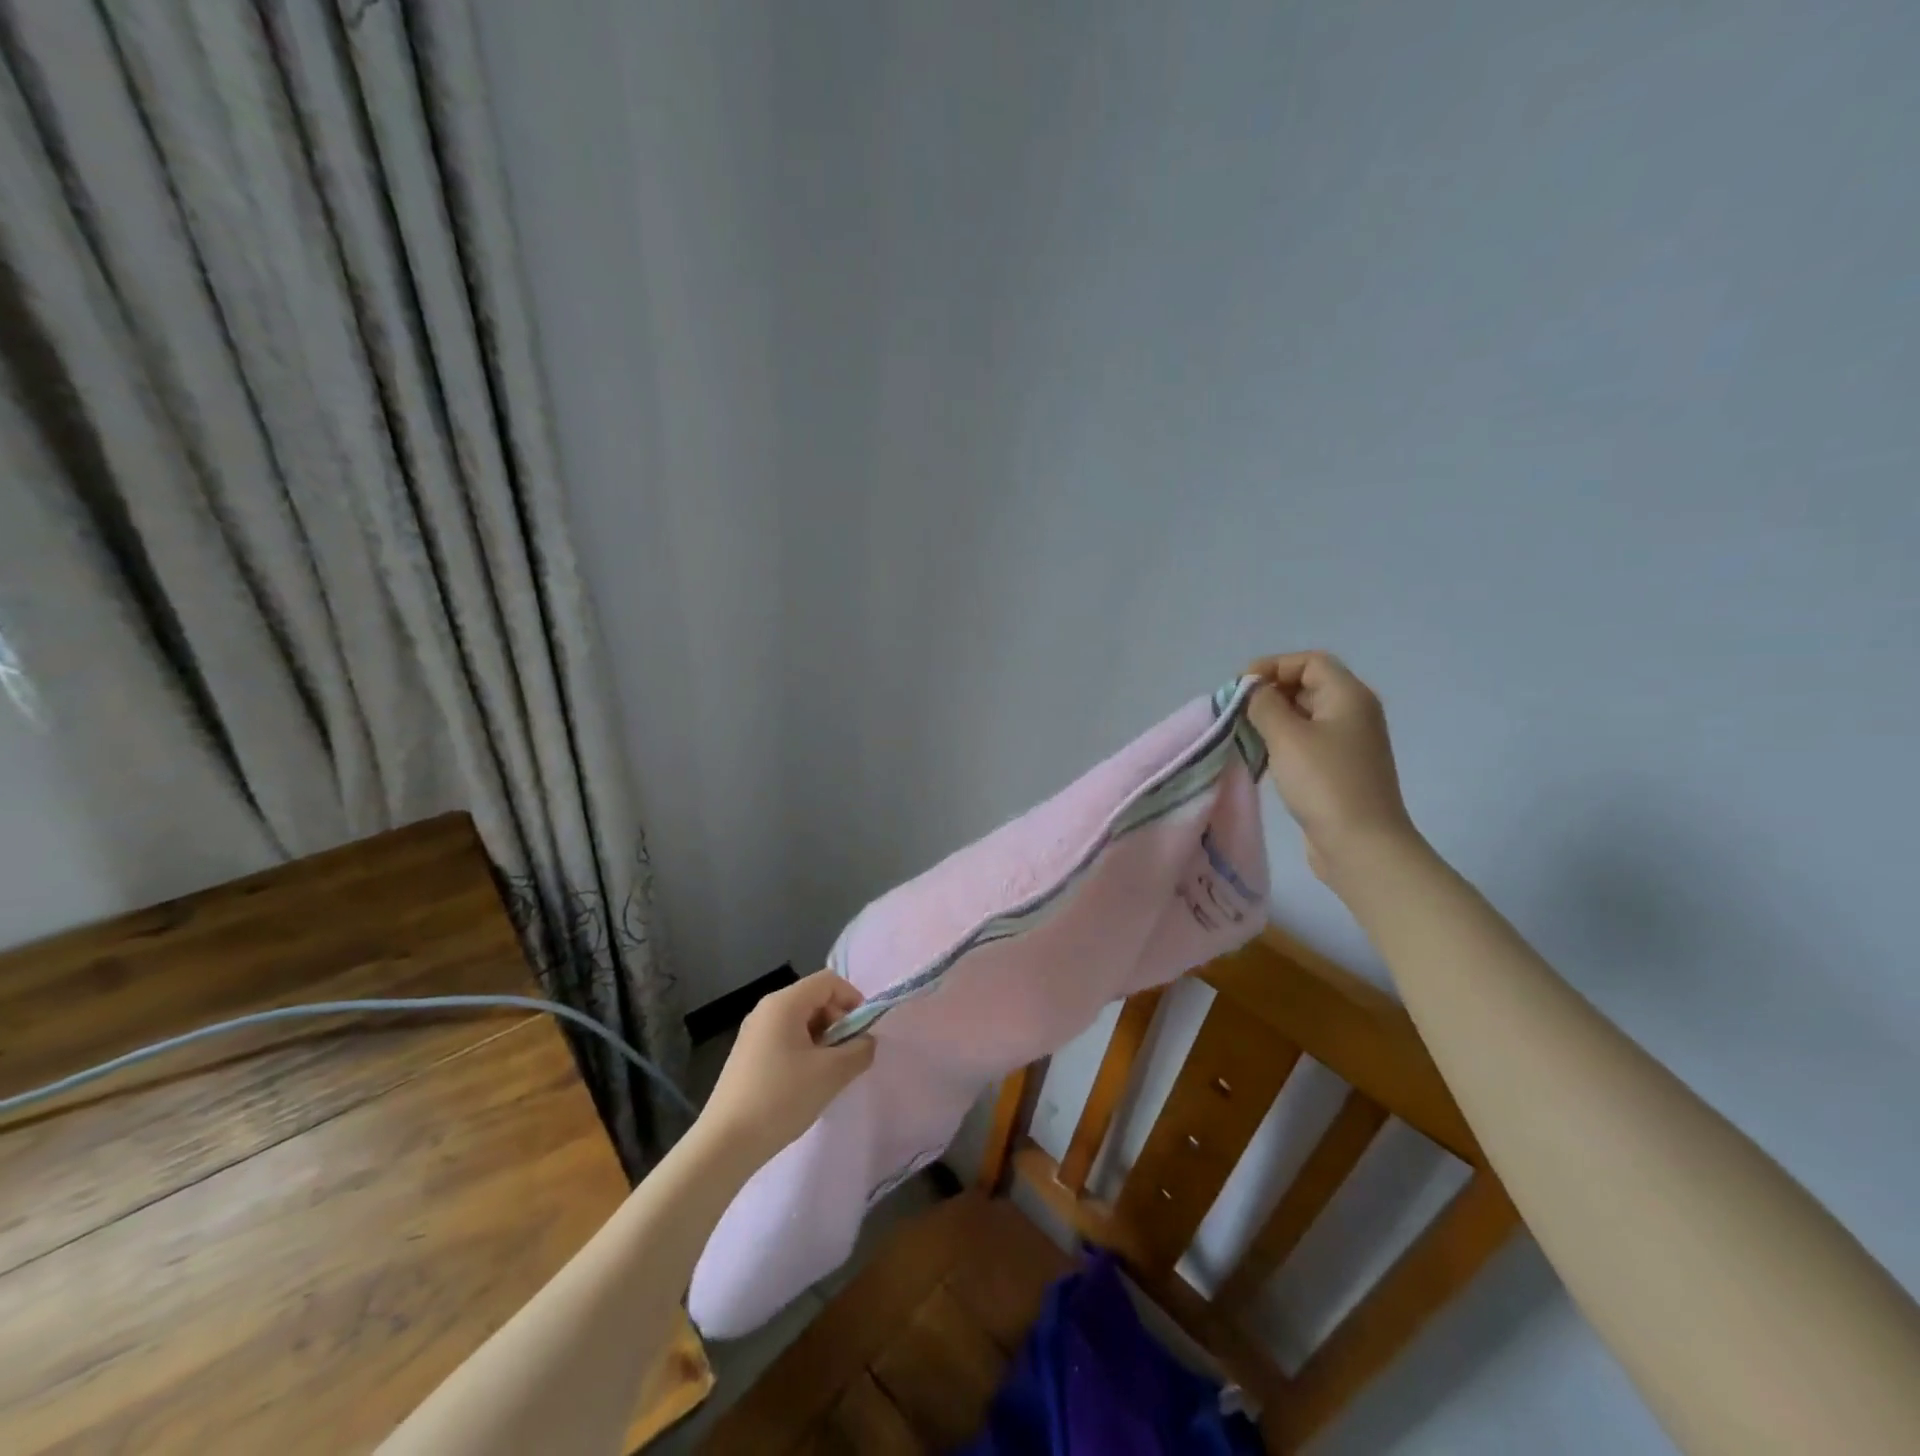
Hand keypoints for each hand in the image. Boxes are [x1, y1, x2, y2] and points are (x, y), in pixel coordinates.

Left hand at [698, 971, 876, 1163]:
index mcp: (784, 1003)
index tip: (863, 1032)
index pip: (828, 981)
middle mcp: (766, 1009)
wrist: (725, 1144)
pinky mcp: (747, 1055)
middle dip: (838, 1022)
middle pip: (814, 999)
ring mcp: (753, 1032)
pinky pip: (785, 1039)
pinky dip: (804, 1052)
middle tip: (847, 1056)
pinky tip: (805, 1084)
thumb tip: (867, 1041)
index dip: (852, 999)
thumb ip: (860, 1050)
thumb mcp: (831, 1073)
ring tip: (828, 1073)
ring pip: (800, 1021)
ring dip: (823, 1040)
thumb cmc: (781, 1098)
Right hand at [1245, 651, 1417, 882]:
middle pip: (1307, 685)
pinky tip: (1261, 758)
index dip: (1272, 666)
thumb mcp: (1287, 736)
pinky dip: (1282, 742)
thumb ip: (1264, 704)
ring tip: (1242, 734)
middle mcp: (1353, 713)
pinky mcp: (1339, 769)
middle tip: (1236, 712)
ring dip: (1272, 720)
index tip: (1240, 688)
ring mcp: (1348, 743)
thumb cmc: (1324, 782)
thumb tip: (1253, 691)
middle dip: (1269, 693)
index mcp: (1348, 696)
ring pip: (1304, 716)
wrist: (1361, 844)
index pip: (1309, 662)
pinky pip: (1306, 742)